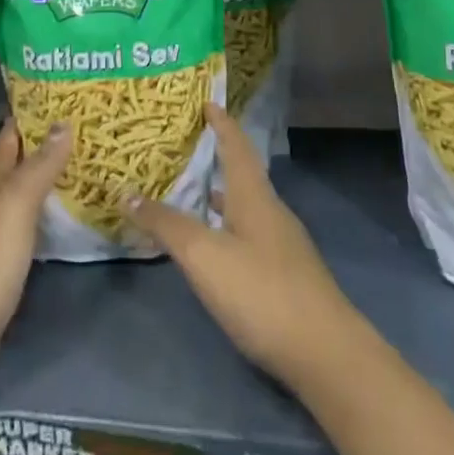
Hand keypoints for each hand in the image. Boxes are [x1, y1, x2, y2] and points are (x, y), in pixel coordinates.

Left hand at [0, 119, 70, 419]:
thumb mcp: (14, 206)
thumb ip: (39, 166)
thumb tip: (63, 121)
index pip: (11, 134)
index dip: (34, 112)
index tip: (67, 93)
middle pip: (20, 162)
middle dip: (49, 143)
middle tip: (91, 126)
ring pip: (26, 194)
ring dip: (52, 178)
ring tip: (91, 163)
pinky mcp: (4, 266)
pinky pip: (32, 227)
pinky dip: (51, 214)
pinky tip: (73, 215)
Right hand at [122, 104, 366, 394]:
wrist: (326, 354)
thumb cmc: (262, 292)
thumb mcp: (204, 256)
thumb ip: (166, 225)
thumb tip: (127, 193)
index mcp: (254, 197)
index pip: (236, 146)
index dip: (221, 122)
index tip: (208, 100)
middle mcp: (271, 212)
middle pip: (243, 173)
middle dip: (218, 156)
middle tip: (188, 145)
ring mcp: (283, 245)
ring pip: (246, 206)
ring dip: (222, 194)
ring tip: (194, 190)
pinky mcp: (286, 275)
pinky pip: (250, 233)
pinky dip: (228, 225)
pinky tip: (216, 245)